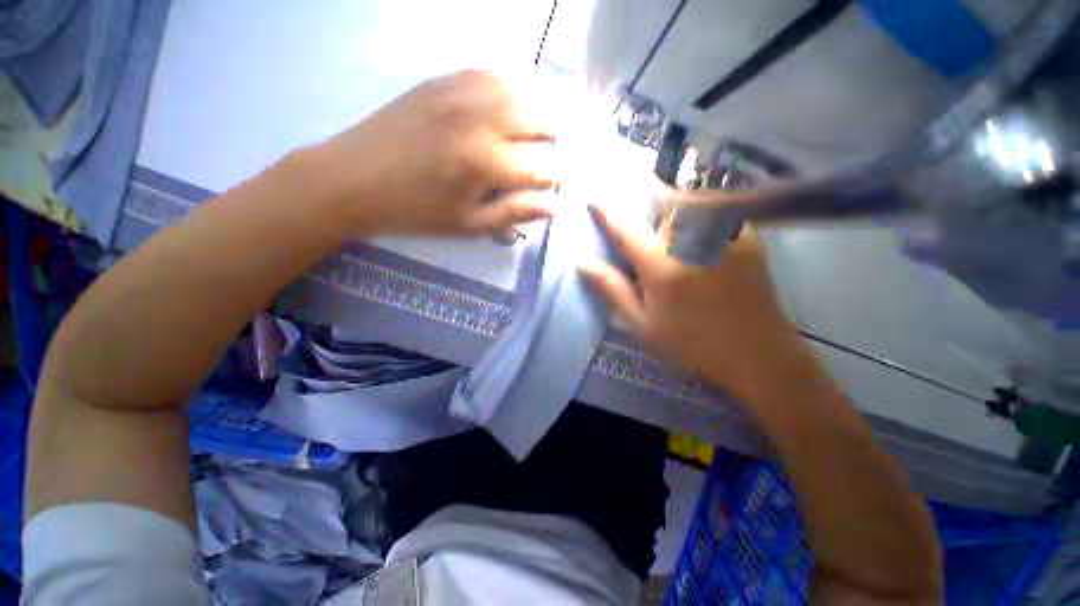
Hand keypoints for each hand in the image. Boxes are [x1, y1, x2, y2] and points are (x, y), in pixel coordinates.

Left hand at [312, 70, 561, 236]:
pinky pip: (493, 72)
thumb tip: (555, 206)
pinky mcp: (443, 80)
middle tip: (564, 150)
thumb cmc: (416, 211)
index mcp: (485, 163)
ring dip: (545, 105)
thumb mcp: (469, 224)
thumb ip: (515, 212)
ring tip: (552, 123)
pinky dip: (517, 84)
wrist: (354, 178)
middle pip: (541, 118)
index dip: (563, 174)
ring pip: (523, 88)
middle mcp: (480, 119)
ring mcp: (460, 92)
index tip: (570, 180)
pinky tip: (521, 97)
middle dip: (561, 136)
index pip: (543, 165)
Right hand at [582, 201, 802, 403]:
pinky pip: (716, 212)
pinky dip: (700, 215)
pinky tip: (699, 240)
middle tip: (647, 228)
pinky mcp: (748, 236)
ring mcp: (725, 236)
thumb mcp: (643, 324)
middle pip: (660, 209)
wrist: (758, 354)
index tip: (594, 198)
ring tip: (674, 233)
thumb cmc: (692, 344)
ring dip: (673, 211)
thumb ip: (613, 290)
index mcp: (663, 267)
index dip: (607, 213)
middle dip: (647, 211)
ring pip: (689, 205)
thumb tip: (584, 263)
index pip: (626, 231)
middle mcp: (693, 242)